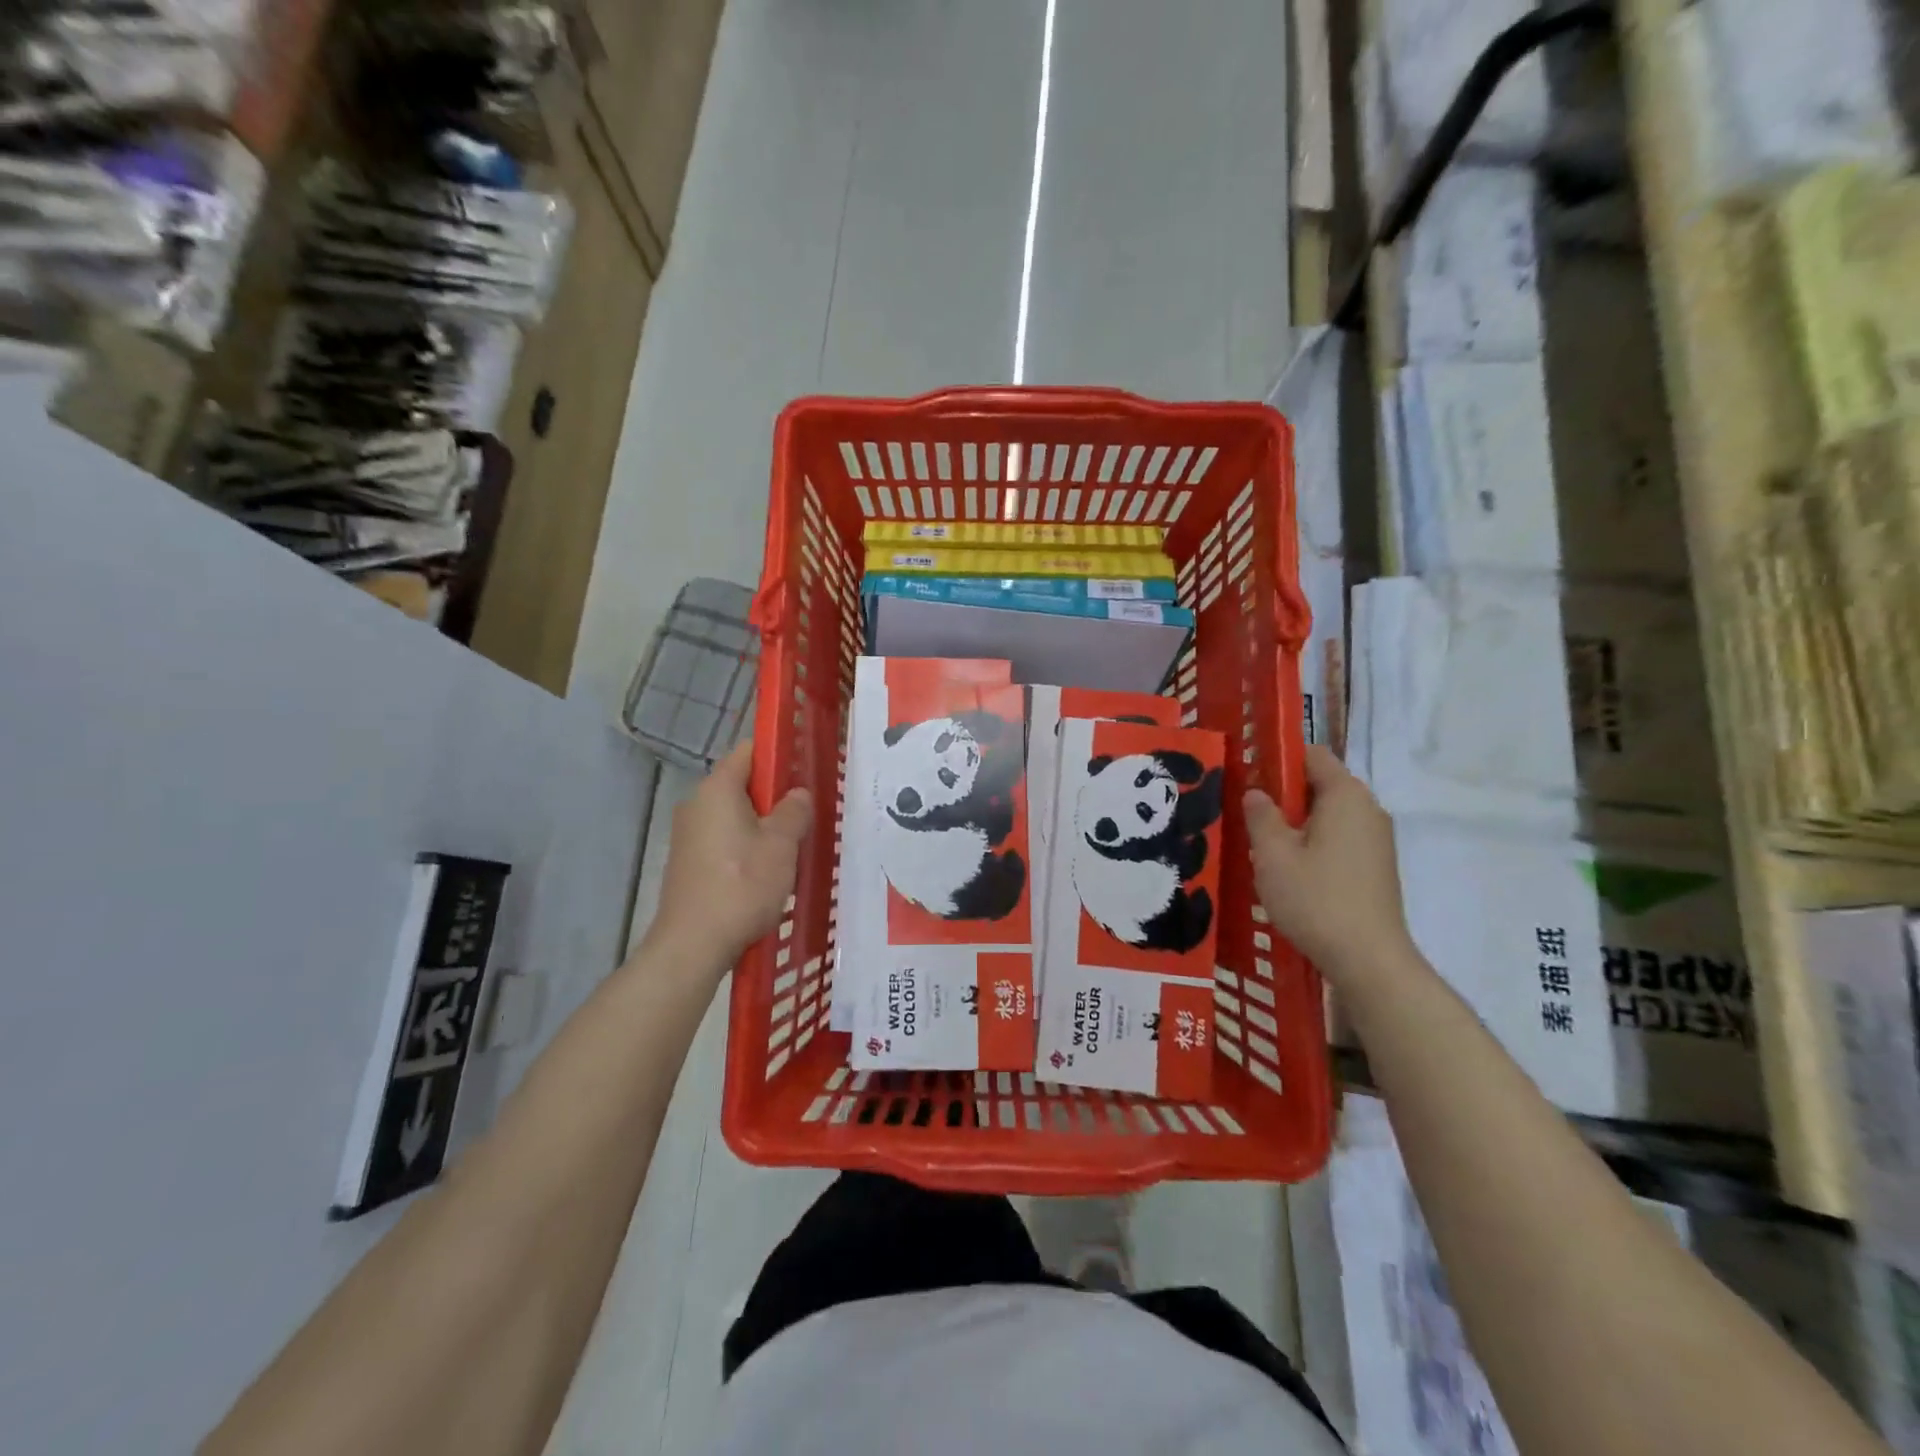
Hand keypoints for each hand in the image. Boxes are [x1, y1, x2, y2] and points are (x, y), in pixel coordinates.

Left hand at [649, 741, 812, 970]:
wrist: (692, 945)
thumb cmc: (742, 886)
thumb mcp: (781, 845)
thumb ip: (794, 811)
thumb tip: (797, 793)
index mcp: (717, 789)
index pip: (749, 751)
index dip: (779, 755)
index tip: (805, 771)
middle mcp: (696, 804)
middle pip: (742, 784)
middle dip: (775, 795)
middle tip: (806, 814)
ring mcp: (688, 834)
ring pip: (734, 815)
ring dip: (762, 824)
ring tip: (792, 846)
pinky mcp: (687, 862)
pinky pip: (723, 839)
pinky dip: (745, 845)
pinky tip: (765, 871)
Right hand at [1244, 745, 1414, 985]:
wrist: (1369, 960)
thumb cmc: (1316, 899)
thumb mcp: (1272, 855)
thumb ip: (1261, 816)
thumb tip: (1257, 793)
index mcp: (1346, 796)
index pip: (1312, 755)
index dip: (1279, 759)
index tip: (1249, 779)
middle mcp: (1368, 809)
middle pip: (1320, 785)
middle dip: (1284, 797)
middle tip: (1251, 820)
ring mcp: (1377, 840)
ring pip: (1328, 816)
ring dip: (1297, 825)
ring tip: (1266, 851)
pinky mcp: (1377, 867)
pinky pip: (1339, 839)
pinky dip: (1314, 845)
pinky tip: (1292, 875)